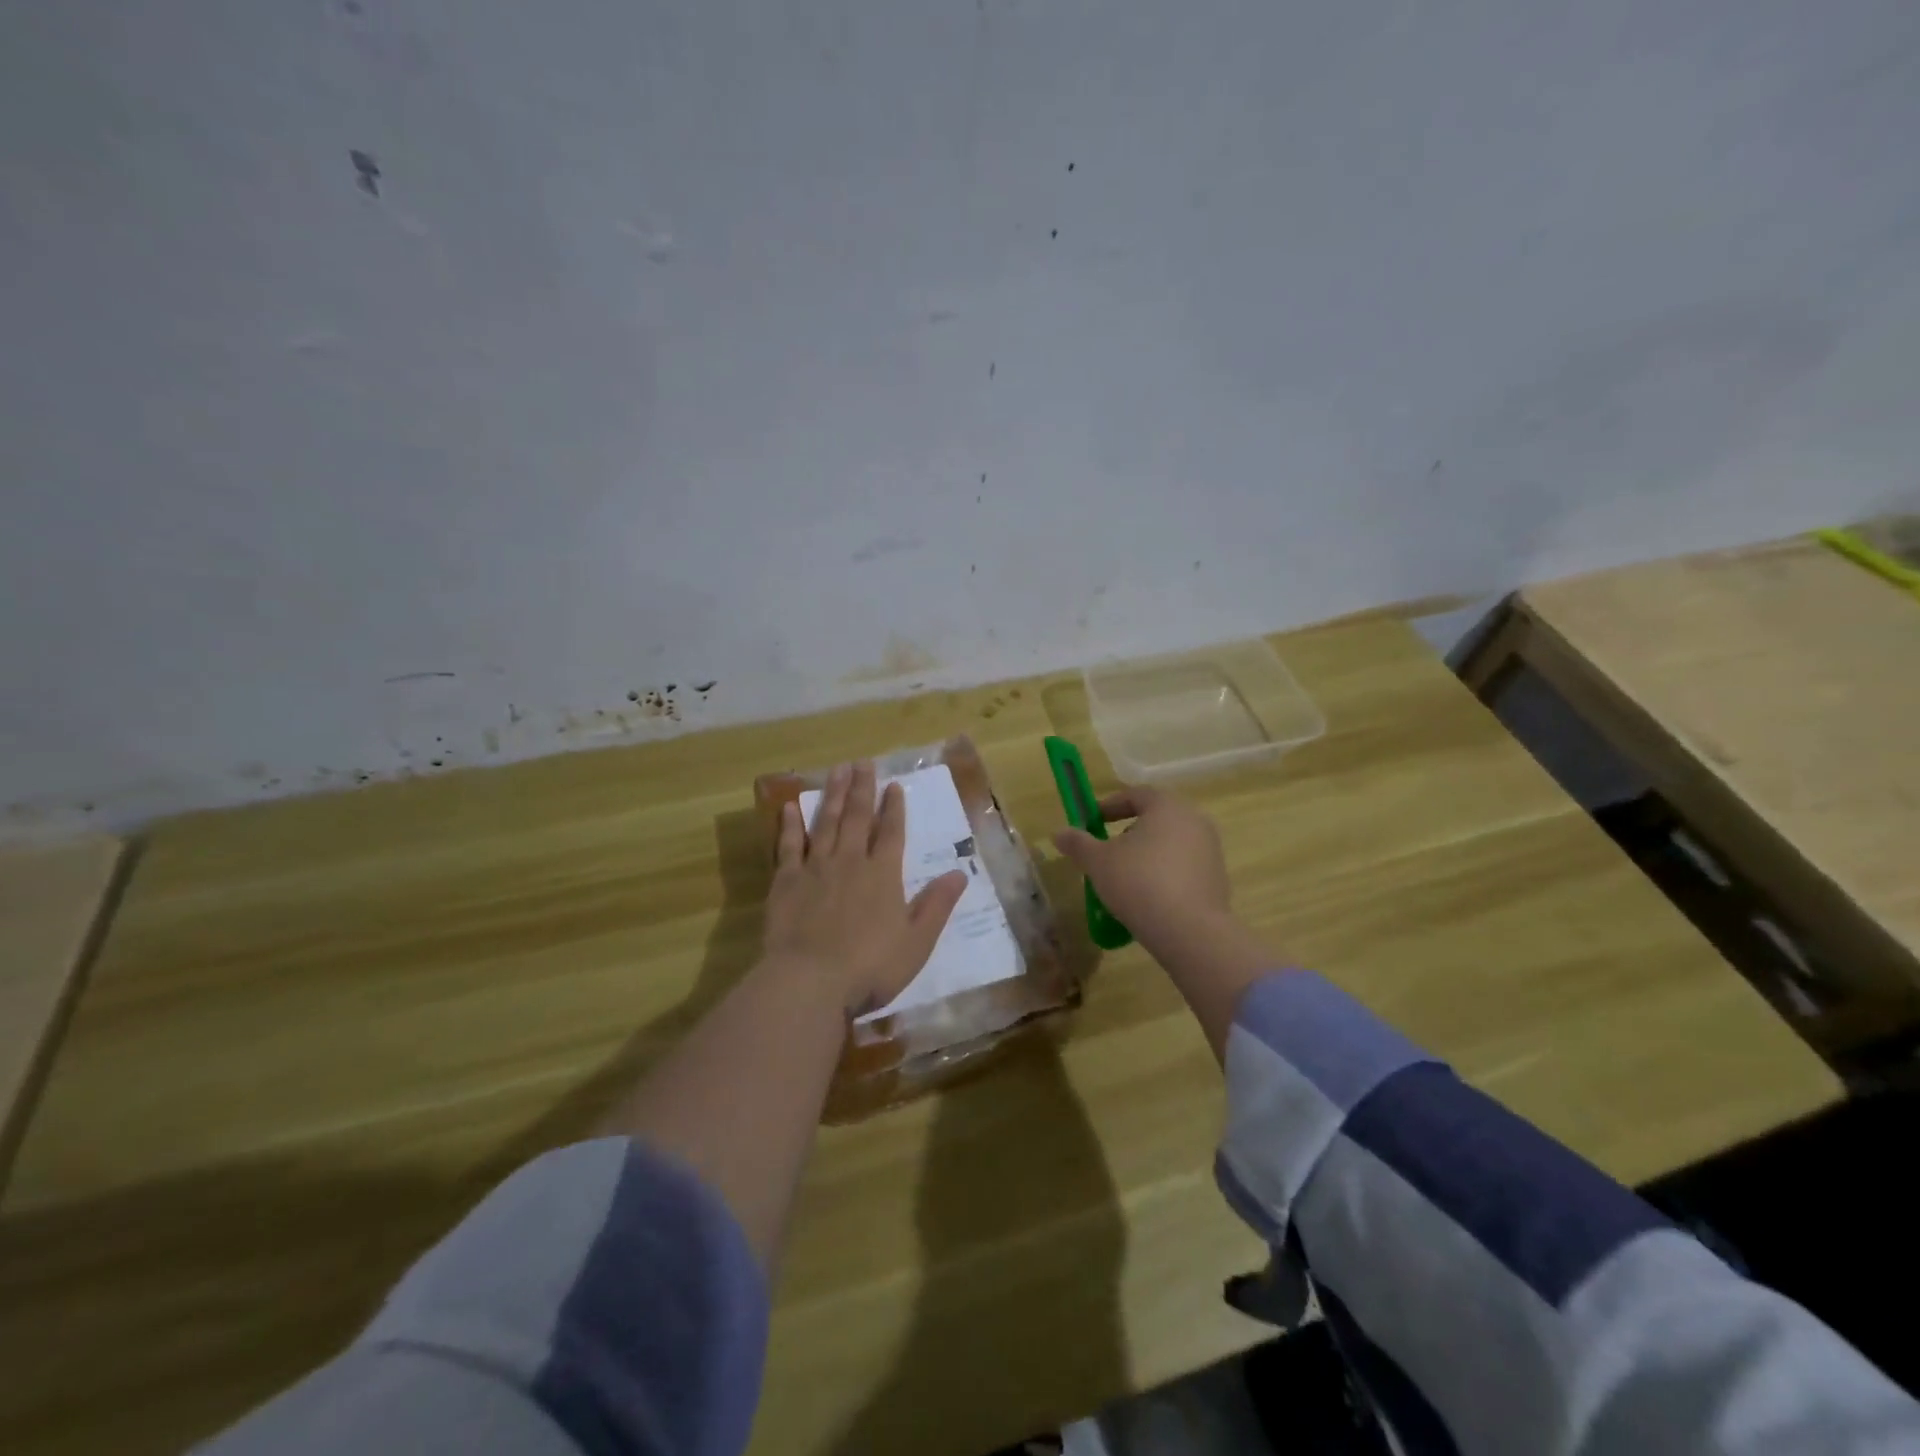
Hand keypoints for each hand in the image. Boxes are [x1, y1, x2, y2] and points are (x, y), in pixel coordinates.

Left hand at [763, 762, 968, 1015]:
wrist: (810, 981)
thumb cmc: (870, 967)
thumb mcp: (917, 942)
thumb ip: (936, 905)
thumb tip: (959, 874)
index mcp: (883, 875)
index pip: (892, 833)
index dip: (894, 808)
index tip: (894, 785)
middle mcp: (850, 862)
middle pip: (858, 818)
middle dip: (862, 789)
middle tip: (862, 763)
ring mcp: (815, 868)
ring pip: (826, 823)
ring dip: (833, 795)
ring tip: (837, 770)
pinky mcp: (785, 881)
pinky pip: (788, 845)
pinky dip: (790, 825)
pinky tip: (791, 807)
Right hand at [1052, 786, 1232, 952]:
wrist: (1190, 931)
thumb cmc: (1139, 883)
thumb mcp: (1098, 862)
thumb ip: (1078, 843)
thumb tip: (1058, 832)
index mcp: (1167, 807)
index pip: (1136, 794)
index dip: (1110, 805)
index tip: (1092, 821)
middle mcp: (1194, 821)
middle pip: (1156, 818)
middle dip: (1129, 832)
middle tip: (1107, 851)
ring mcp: (1210, 850)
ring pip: (1170, 844)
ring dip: (1146, 855)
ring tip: (1125, 879)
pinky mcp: (1217, 879)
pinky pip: (1183, 868)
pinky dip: (1164, 875)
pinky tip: (1148, 898)